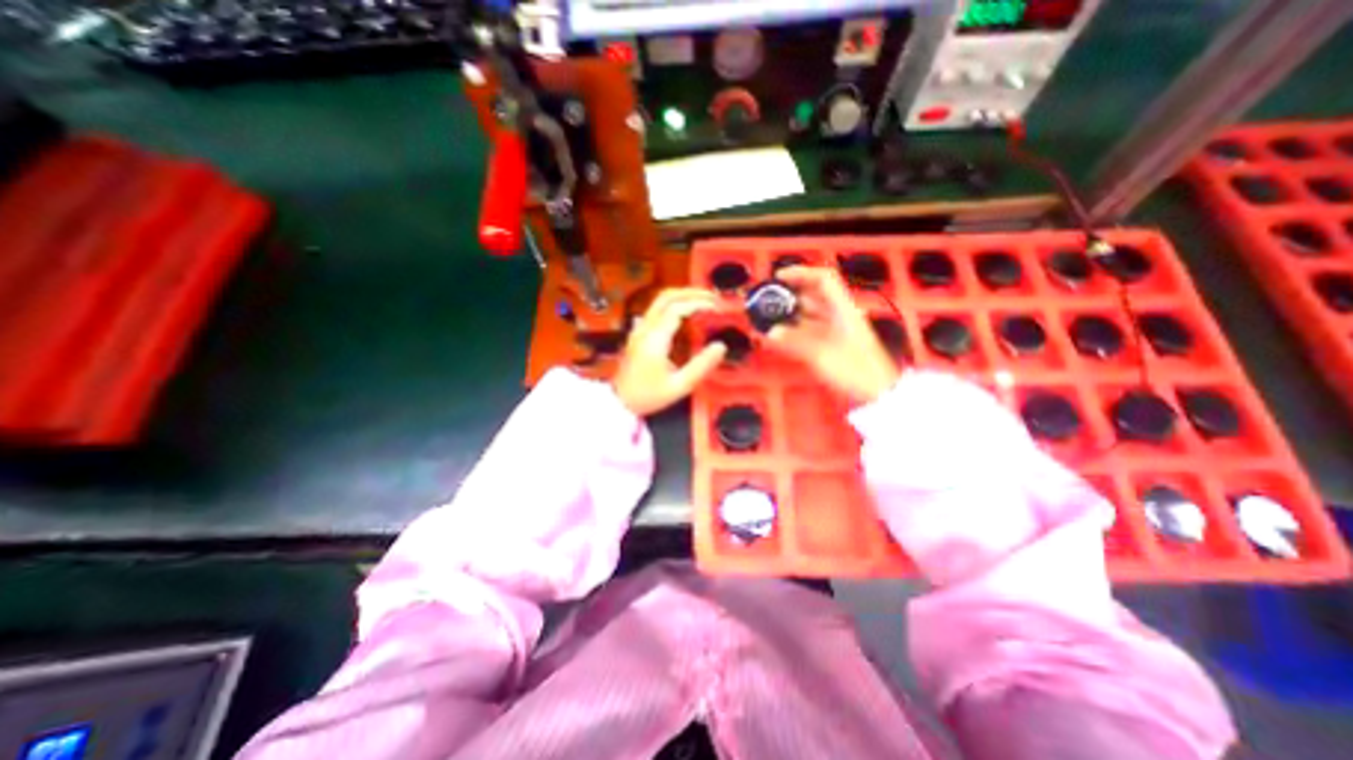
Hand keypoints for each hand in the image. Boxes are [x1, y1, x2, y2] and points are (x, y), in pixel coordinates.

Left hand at [614, 288, 722, 413]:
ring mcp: (639, 328)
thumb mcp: (679, 386)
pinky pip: (656, 310)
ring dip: (682, 296)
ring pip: (659, 300)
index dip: (699, 303)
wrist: (620, 402)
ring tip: (703, 302)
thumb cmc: (649, 396)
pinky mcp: (638, 333)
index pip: (677, 308)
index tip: (717, 308)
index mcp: (655, 338)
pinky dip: (674, 305)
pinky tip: (686, 314)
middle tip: (713, 297)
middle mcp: (645, 328)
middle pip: (666, 296)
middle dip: (691, 292)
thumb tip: (721, 346)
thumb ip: (701, 366)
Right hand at [766, 263, 895, 403]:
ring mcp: (834, 331)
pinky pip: (806, 332)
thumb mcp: (823, 355)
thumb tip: (769, 333)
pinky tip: (775, 337)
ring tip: (765, 319)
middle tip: (765, 301)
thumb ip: (795, 342)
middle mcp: (838, 315)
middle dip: (787, 295)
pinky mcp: (830, 345)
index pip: (823, 279)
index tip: (778, 279)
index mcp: (843, 309)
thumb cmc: (855, 370)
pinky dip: (791, 332)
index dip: (801, 273)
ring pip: (807, 314)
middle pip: (812, 296)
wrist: (877, 392)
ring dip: (787, 314)